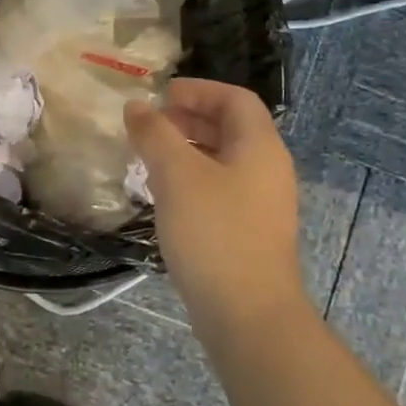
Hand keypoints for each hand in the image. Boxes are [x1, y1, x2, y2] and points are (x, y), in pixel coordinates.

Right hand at [125, 79, 304, 330]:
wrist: (248, 315)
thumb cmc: (214, 232)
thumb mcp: (177, 175)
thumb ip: (155, 134)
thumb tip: (137, 106)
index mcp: (260, 147)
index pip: (235, 99)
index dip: (199, 90)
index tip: (161, 95)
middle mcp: (268, 170)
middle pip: (230, 128)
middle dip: (189, 120)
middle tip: (150, 125)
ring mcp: (261, 205)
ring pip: (223, 161)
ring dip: (187, 152)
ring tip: (149, 159)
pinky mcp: (249, 233)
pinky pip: (220, 190)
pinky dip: (192, 181)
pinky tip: (164, 198)